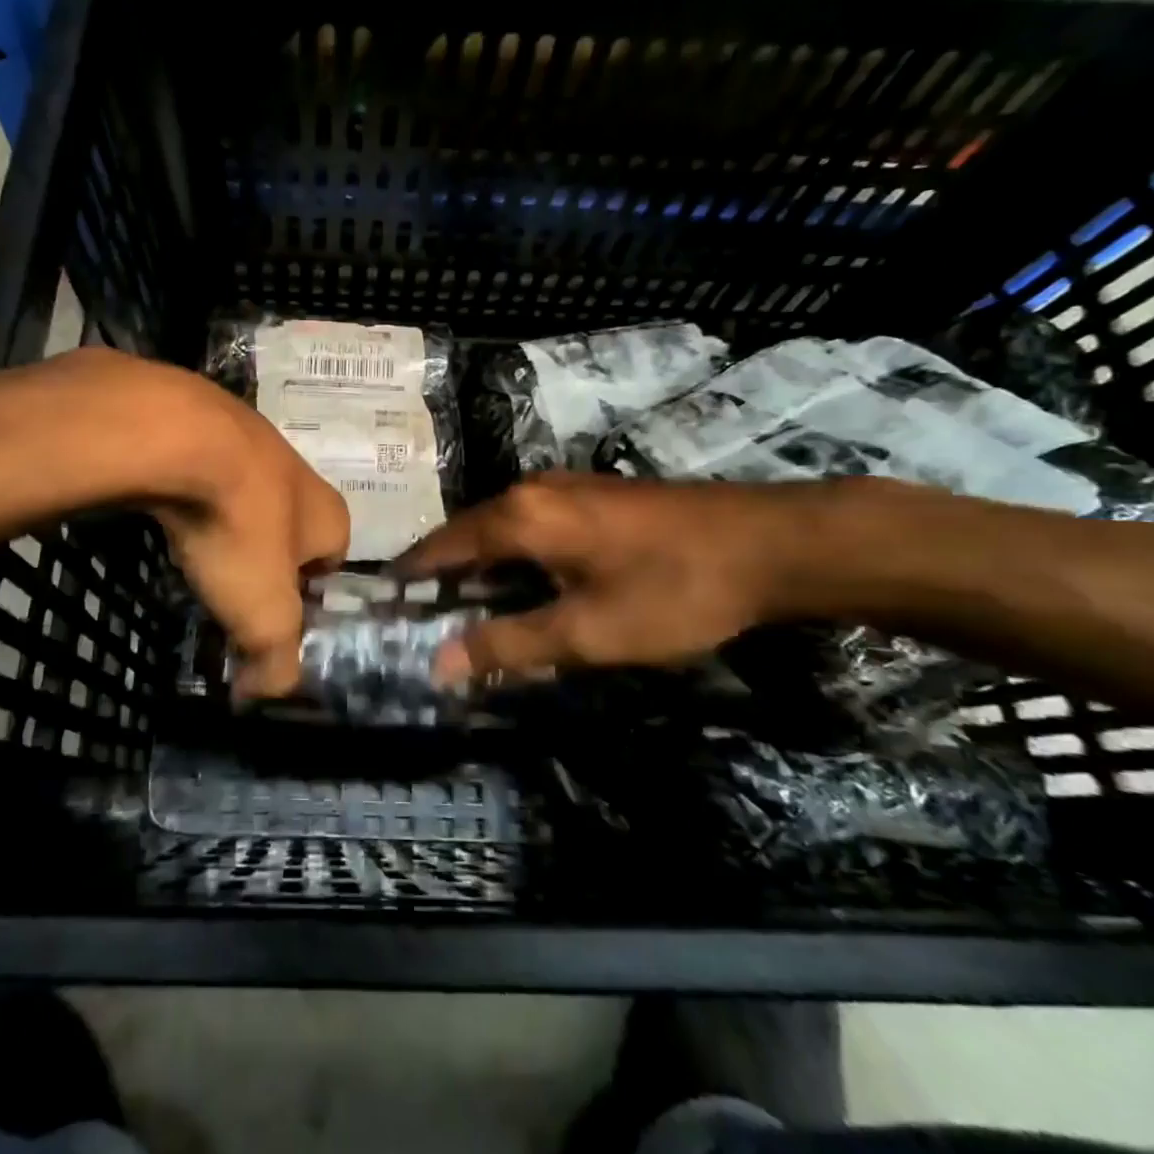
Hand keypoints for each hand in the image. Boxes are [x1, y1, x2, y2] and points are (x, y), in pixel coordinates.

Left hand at [69, 351, 349, 697]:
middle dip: (262, 556)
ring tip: (194, 549)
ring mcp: (251, 439)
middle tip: (227, 586)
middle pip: (288, 526)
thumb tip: (270, 692)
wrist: (180, 438)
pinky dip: (191, 492)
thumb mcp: (264, 615)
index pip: (333, 560)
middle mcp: (299, 472)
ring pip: (245, 494)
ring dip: (226, 520)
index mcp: (329, 514)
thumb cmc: (239, 530)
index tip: (269, 614)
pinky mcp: (203, 421)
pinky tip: (168, 508)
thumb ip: (276, 662)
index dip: (305, 593)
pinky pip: (204, 469)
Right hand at [397, 473, 797, 683]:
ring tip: (460, 608)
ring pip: (499, 528)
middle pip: (466, 534)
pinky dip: (509, 557)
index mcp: (519, 516)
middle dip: (440, 574)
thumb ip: (508, 645)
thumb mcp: (587, 631)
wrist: (768, 545)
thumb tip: (439, 665)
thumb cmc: (671, 590)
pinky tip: (519, 586)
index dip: (411, 577)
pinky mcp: (592, 497)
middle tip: (419, 618)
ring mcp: (564, 488)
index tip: (384, 606)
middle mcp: (532, 491)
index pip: (441, 547)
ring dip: (476, 566)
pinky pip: (529, 526)